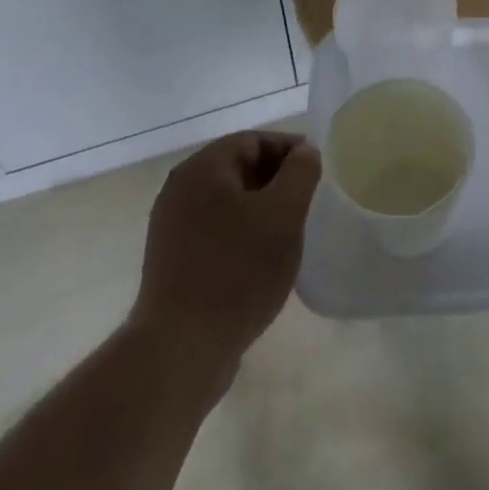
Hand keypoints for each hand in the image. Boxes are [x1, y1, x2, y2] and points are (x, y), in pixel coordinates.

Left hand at [130, 131, 320, 377]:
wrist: (181, 349)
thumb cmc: (238, 270)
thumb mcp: (284, 214)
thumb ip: (300, 172)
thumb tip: (304, 152)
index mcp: (202, 169)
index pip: (253, 140)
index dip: (289, 150)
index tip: (317, 172)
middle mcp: (179, 190)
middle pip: (239, 168)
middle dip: (276, 180)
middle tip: (307, 202)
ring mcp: (171, 227)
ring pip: (228, 201)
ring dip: (260, 209)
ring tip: (288, 232)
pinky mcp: (172, 261)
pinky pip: (215, 230)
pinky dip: (241, 233)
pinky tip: (262, 259)